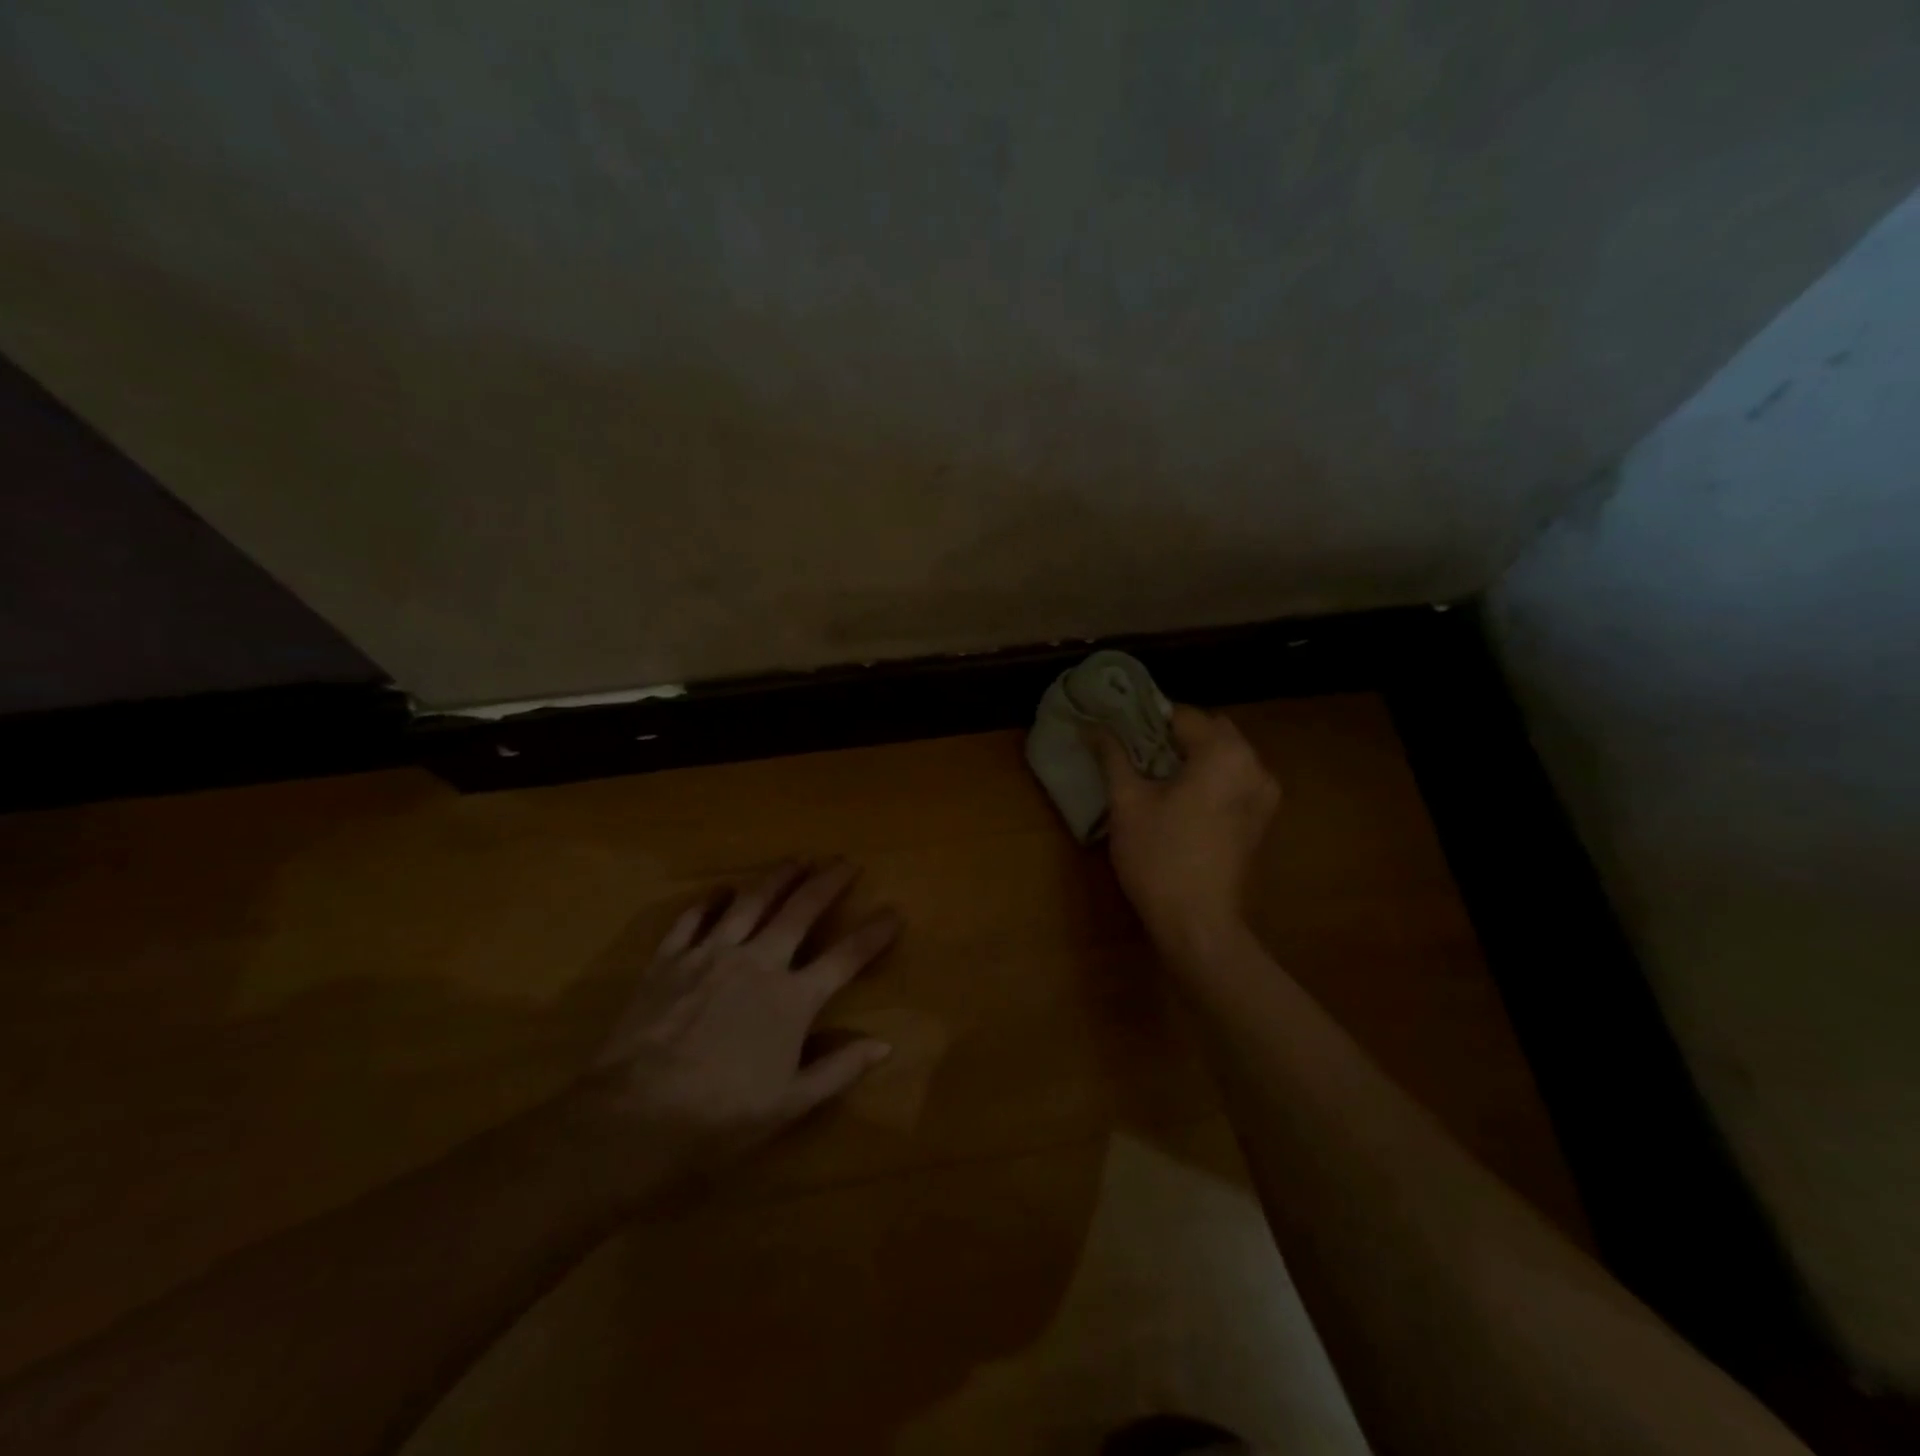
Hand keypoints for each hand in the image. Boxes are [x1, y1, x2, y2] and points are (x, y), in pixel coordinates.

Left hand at [580, 861, 897, 1184]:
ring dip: (777, 877)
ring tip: (796, 860)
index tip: (894, 911)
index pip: (845, 957)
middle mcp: (758, 963)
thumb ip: (839, 1069)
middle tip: (846, 862)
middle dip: (828, 883)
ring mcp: (711, 954)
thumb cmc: (719, 1117)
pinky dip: (710, 901)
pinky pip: (693, 918)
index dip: (874, 933)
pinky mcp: (670, 958)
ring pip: (751, 902)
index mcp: (792, 999)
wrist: (633, 1118)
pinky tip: (720, 890)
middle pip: (801, 911)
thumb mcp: (789, 1103)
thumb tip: (884, 1045)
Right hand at [1088, 705, 1279, 955]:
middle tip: (1133, 751)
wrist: (1198, 923)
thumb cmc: (1159, 857)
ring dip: (1191, 756)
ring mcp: (1264, 794)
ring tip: (1152, 774)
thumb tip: (1092, 726)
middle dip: (1171, 735)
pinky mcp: (1261, 819)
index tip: (1118, 729)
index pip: (1182, 715)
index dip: (1146, 719)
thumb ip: (1113, 756)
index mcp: (1224, 753)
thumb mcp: (1127, 802)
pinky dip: (1208, 778)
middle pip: (1209, 731)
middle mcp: (1254, 765)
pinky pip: (1233, 780)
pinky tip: (1179, 798)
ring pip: (1223, 756)